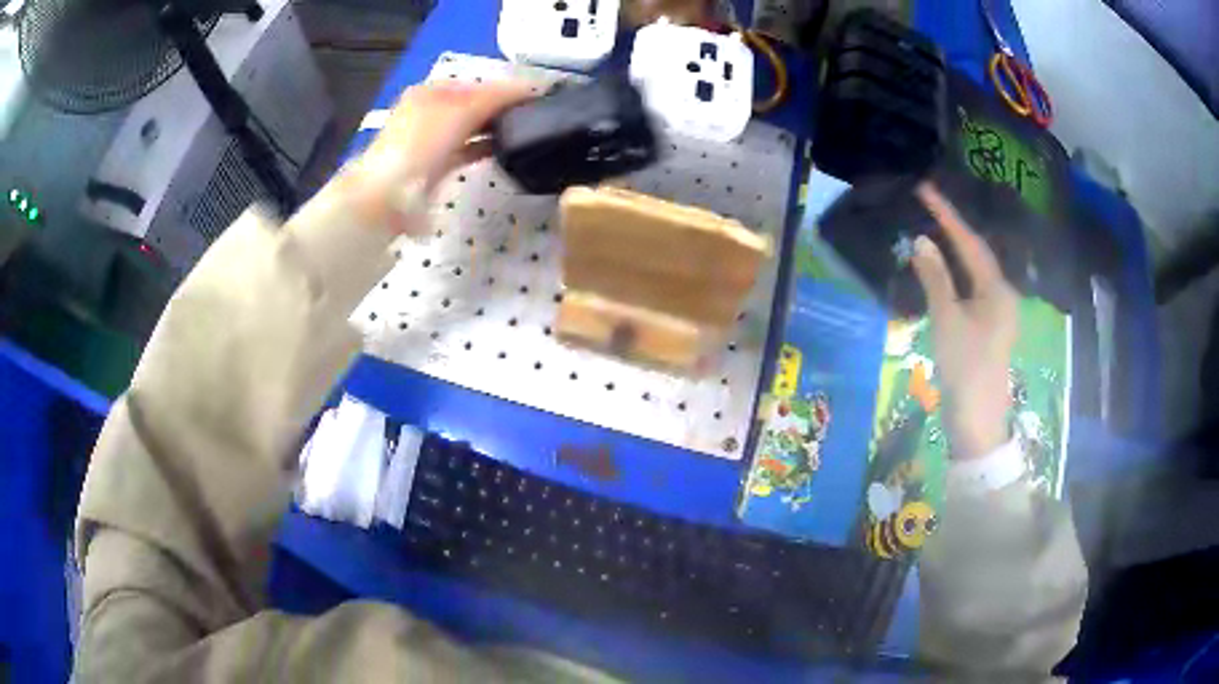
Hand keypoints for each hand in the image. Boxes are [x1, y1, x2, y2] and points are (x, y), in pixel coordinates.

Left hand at [337, 82, 535, 234]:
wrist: (387, 195)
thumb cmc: (422, 142)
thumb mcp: (460, 109)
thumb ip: (497, 97)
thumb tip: (534, 87)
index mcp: (432, 91)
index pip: (479, 84)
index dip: (509, 88)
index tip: (543, 96)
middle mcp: (430, 111)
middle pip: (475, 105)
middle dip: (503, 108)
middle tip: (540, 114)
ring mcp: (431, 141)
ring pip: (472, 128)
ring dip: (497, 128)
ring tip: (530, 130)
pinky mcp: (435, 167)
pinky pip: (467, 150)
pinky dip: (485, 148)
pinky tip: (506, 150)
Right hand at [910, 183, 1018, 460]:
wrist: (977, 422)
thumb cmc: (965, 369)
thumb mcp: (947, 321)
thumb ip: (935, 279)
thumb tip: (921, 242)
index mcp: (997, 290)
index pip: (969, 243)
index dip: (947, 215)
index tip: (924, 189)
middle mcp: (1002, 295)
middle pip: (976, 253)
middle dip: (953, 229)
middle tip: (927, 204)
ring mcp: (997, 313)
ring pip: (974, 272)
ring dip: (954, 251)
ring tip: (932, 228)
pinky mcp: (988, 328)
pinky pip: (971, 289)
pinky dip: (955, 275)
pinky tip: (943, 268)